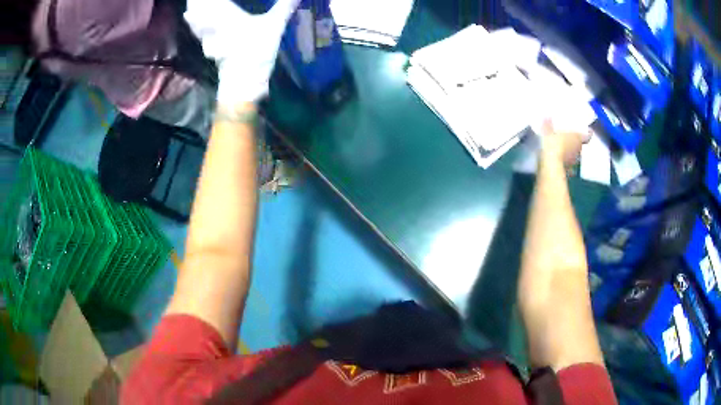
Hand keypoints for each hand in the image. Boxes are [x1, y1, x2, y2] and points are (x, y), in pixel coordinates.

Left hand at [185, 0, 299, 105]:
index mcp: (225, 15)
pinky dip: (193, 21)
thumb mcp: (274, 27)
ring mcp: (206, 37)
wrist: (242, 84)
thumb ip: (285, 7)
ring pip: (193, 18)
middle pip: (197, 7)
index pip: (210, 0)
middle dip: (197, 0)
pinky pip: (196, 30)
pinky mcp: (207, 47)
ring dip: (192, 8)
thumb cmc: (256, 53)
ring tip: (192, 2)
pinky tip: (190, 19)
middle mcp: (211, 24)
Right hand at [540, 119, 591, 166]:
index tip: (589, 131)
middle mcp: (578, 150)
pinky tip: (560, 162)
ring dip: (571, 152)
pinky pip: (569, 165)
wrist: (550, 165)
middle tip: (570, 138)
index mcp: (577, 138)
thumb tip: (547, 117)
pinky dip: (566, 163)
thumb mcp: (548, 131)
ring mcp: (574, 161)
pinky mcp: (568, 170)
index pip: (587, 136)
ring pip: (575, 155)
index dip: (588, 133)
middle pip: (580, 145)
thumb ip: (548, 124)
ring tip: (565, 149)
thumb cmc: (553, 144)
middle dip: (576, 142)